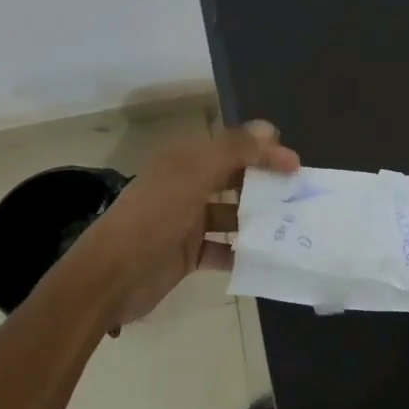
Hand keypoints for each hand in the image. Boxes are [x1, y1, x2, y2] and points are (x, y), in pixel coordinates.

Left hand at [68, 120, 298, 330]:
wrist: (109, 278)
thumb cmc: (153, 218)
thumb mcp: (193, 176)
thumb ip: (233, 150)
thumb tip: (269, 130)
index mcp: (185, 161)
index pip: (233, 148)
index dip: (264, 152)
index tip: (296, 166)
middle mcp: (187, 186)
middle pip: (234, 179)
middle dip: (265, 185)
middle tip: (298, 196)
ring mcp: (187, 222)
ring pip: (232, 215)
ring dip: (258, 220)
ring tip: (291, 228)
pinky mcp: (189, 254)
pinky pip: (224, 249)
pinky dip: (243, 252)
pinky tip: (267, 257)